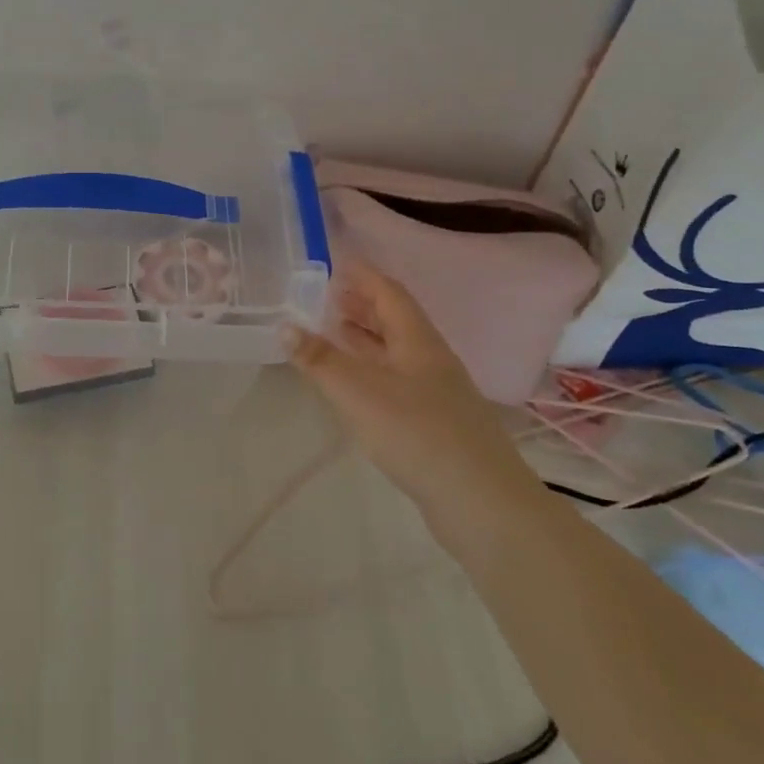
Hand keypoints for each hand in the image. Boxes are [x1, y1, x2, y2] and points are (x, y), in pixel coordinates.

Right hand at [283, 261, 528, 514]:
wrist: (480, 501)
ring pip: (395, 351)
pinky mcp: (434, 422)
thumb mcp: (357, 391)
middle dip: (360, 304)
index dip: (362, 274)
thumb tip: (284, 325)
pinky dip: (370, 369)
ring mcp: (436, 391)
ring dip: (364, 338)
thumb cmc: (416, 432)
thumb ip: (319, 359)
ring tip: (331, 331)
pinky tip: (354, 384)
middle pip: (394, 319)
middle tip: (323, 296)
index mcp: (417, 340)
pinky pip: (396, 379)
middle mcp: (429, 358)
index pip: (388, 291)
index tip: (333, 261)